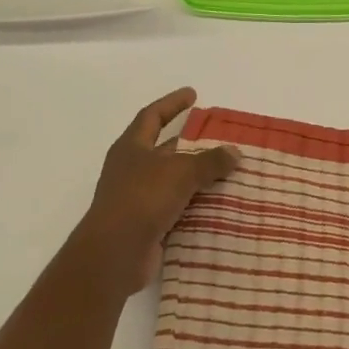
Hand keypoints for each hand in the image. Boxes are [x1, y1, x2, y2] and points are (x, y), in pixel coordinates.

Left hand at [71, 88, 237, 295]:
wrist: (114, 254)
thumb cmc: (142, 198)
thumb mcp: (181, 172)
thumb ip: (210, 160)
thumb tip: (235, 152)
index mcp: (132, 148)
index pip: (152, 116)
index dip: (172, 103)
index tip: (193, 94)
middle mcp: (132, 169)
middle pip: (165, 149)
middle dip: (191, 143)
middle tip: (220, 137)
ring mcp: (137, 198)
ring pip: (173, 180)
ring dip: (196, 176)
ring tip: (228, 170)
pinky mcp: (146, 225)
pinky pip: (176, 208)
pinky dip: (195, 204)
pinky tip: (218, 203)